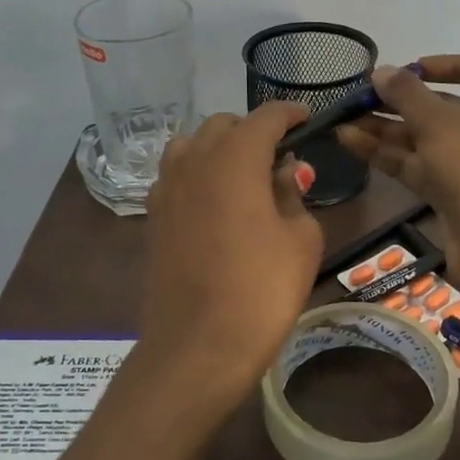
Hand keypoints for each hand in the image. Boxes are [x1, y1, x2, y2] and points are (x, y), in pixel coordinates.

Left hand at [139, 104, 323, 408]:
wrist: (198, 346)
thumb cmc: (262, 290)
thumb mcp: (301, 240)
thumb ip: (294, 194)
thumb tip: (284, 172)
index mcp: (235, 158)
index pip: (265, 117)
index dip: (289, 113)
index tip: (306, 119)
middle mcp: (194, 161)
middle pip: (223, 126)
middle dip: (253, 132)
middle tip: (279, 158)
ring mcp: (166, 188)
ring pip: (192, 146)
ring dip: (219, 149)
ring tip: (243, 176)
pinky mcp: (153, 217)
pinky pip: (175, 176)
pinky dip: (197, 175)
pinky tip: (214, 203)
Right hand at [336, 55, 459, 305]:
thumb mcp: (438, 122)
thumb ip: (406, 94)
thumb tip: (381, 72)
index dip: (453, 63)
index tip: (415, 67)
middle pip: (447, 106)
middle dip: (403, 101)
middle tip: (364, 95)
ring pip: (426, 138)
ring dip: (387, 127)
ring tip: (345, 118)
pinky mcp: (453, 193)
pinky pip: (418, 164)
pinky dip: (388, 153)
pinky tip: (350, 141)